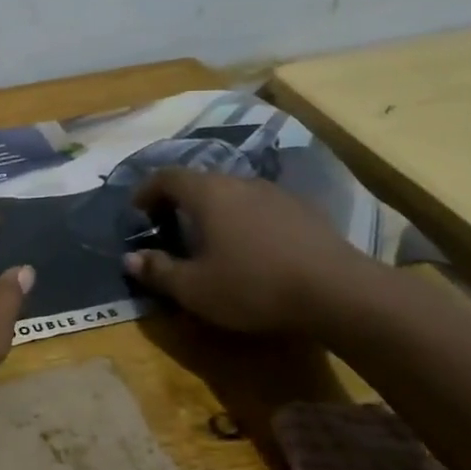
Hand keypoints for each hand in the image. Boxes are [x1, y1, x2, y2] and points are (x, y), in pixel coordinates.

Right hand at [123, 168, 374, 333]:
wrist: (340, 292)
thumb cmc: (254, 286)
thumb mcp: (195, 289)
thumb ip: (159, 271)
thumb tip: (130, 259)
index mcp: (207, 193)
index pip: (166, 177)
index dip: (146, 191)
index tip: (137, 211)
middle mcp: (239, 182)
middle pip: (200, 182)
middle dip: (179, 201)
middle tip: (169, 227)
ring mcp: (276, 193)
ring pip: (233, 193)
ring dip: (214, 211)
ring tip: (210, 240)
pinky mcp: (305, 211)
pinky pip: (261, 207)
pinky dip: (244, 220)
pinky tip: (252, 249)